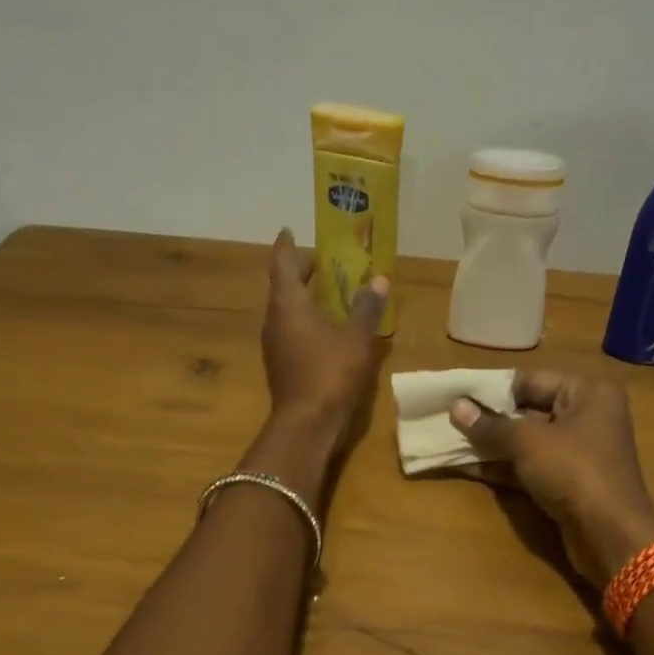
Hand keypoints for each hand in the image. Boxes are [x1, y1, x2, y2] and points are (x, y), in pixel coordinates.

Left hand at [261, 229, 388, 440]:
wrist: (306, 424)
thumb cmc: (330, 373)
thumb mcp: (356, 338)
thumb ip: (366, 307)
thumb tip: (378, 280)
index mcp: (288, 304)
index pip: (282, 263)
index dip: (287, 245)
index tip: (291, 231)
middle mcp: (275, 319)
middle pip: (283, 285)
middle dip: (301, 271)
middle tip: (325, 262)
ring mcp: (275, 344)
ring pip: (287, 310)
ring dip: (305, 298)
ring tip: (330, 292)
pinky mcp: (282, 365)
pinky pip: (292, 331)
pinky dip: (307, 320)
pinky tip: (328, 328)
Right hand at [450, 371, 653, 586]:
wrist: (609, 534)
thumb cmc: (573, 471)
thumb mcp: (527, 442)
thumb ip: (490, 425)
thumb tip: (455, 407)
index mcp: (588, 393)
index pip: (531, 380)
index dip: (493, 389)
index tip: (457, 396)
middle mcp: (586, 416)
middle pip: (528, 410)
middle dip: (488, 418)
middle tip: (448, 419)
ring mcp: (577, 452)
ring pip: (526, 441)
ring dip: (491, 444)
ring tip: (449, 442)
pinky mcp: (567, 482)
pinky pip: (529, 466)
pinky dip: (502, 466)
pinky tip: (465, 466)